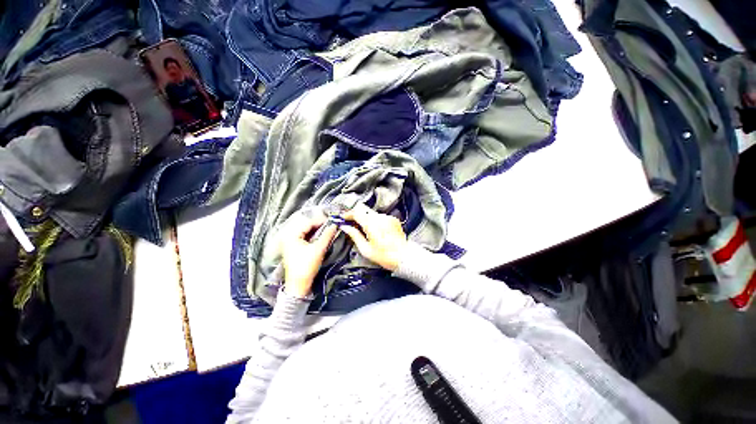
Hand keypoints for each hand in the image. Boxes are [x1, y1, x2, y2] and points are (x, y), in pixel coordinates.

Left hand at [280, 210, 338, 298]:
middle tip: (331, 225)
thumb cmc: (307, 266)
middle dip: (319, 225)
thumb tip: (335, 225)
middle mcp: (289, 236)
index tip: (332, 221)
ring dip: (317, 230)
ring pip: (306, 232)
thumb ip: (327, 235)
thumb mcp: (319, 249)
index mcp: (291, 235)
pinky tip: (321, 236)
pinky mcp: (294, 248)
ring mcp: (290, 243)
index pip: (308, 223)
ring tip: (328, 230)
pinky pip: (305, 237)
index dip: (321, 221)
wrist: (299, 285)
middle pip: (306, 226)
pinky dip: (314, 236)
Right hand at [340, 203, 407, 271]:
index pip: (356, 212)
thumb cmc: (385, 256)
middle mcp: (380, 218)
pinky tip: (376, 231)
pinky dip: (375, 221)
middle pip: (363, 209)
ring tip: (365, 230)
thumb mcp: (365, 249)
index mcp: (372, 225)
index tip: (343, 218)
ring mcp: (388, 217)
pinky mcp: (393, 219)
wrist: (403, 256)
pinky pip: (380, 216)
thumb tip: (345, 227)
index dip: (348, 214)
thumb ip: (354, 235)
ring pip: (371, 213)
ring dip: (366, 218)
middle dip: (356, 215)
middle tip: (351, 223)